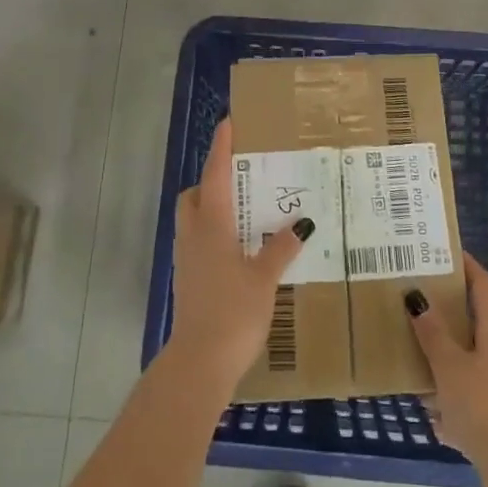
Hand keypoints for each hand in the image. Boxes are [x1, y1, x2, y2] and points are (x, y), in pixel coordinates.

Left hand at [167, 119, 306, 394]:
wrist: (199, 363)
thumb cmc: (233, 312)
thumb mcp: (264, 278)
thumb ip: (280, 248)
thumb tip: (301, 222)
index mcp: (212, 225)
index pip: (215, 174)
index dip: (221, 147)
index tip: (228, 123)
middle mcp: (194, 235)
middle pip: (195, 195)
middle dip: (211, 180)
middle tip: (241, 177)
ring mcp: (186, 259)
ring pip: (194, 219)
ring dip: (212, 207)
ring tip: (244, 211)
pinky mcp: (187, 280)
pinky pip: (198, 242)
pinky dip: (214, 234)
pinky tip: (239, 249)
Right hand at [409, 253, 487, 486]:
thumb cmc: (485, 407)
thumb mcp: (450, 367)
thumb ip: (432, 334)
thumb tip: (417, 297)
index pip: (484, 286)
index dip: (468, 267)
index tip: (447, 254)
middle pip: (478, 324)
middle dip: (450, 317)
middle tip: (420, 306)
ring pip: (474, 365)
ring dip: (450, 363)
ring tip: (418, 363)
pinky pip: (476, 401)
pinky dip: (456, 403)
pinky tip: (434, 418)